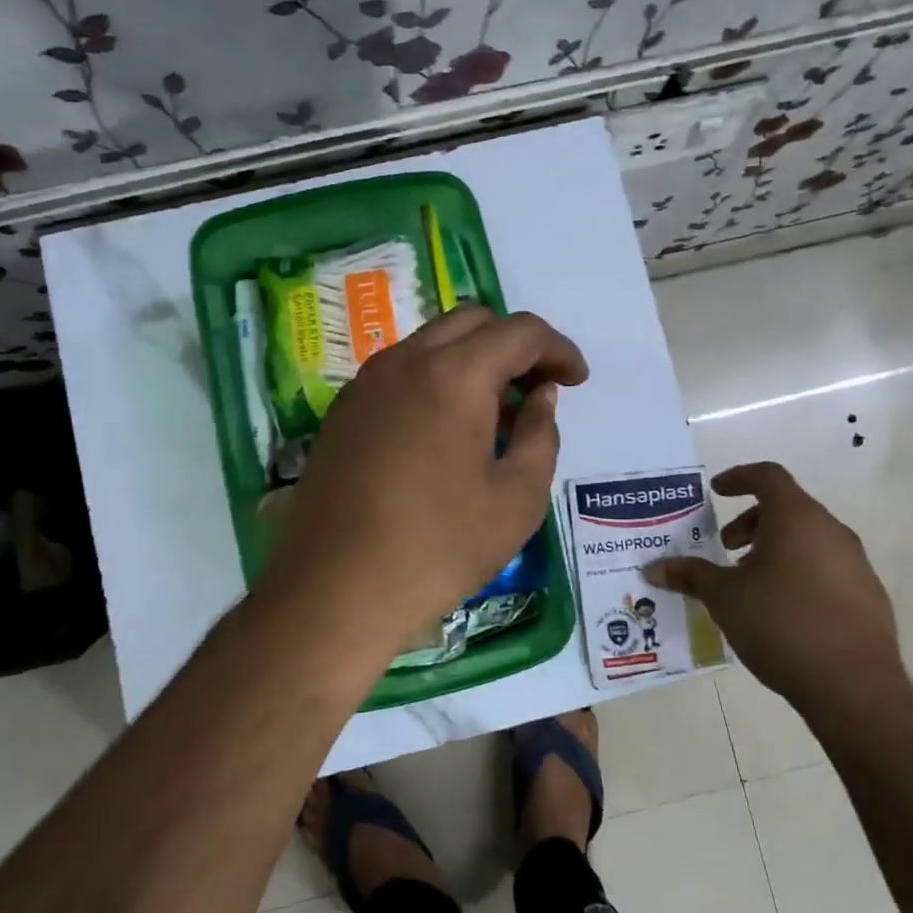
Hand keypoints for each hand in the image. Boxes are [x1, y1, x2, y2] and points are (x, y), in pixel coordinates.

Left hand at [257, 306, 588, 663]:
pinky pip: (401, 372)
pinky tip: (445, 432)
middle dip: (515, 346)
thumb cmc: (439, 548)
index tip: (576, 381)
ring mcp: (366, 383)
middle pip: (473, 322)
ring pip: (432, 343)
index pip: (520, 332)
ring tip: (494, 416)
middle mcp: (405, 361)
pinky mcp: (343, 411)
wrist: (335, 590)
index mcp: (454, 375)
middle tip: (536, 391)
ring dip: (473, 361)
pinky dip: (436, 380)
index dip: (559, 349)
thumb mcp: (517, 499)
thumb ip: (541, 434)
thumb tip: (539, 396)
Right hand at [644, 462, 911, 722]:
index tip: (716, 491)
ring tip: (750, 583)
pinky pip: (827, 568)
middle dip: (751, 522)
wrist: (854, 686)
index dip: (739, 478)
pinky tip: (782, 611)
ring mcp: (856, 563)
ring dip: (775, 549)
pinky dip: (799, 572)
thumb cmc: (781, 625)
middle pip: (788, 508)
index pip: (768, 476)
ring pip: (808, 539)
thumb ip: (690, 576)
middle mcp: (831, 531)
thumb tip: (654, 568)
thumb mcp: (724, 598)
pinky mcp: (869, 595)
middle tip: (726, 548)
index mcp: (796, 518)